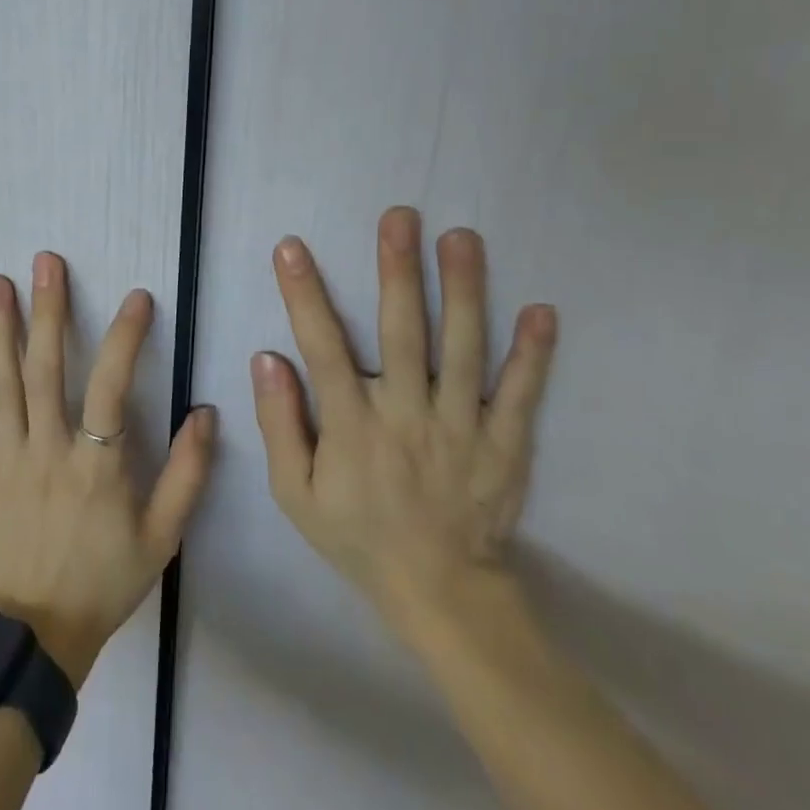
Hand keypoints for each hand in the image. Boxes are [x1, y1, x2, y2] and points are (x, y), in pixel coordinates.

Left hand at [0, 253, 216, 687]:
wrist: (39, 634)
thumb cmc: (106, 580)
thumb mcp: (162, 537)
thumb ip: (187, 475)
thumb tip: (205, 414)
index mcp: (97, 465)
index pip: (112, 386)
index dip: (126, 338)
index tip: (137, 297)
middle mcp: (49, 450)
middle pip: (46, 369)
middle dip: (48, 311)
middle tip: (45, 262)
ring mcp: (10, 459)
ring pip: (5, 385)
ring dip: (0, 331)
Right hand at [251, 207, 556, 636]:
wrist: (441, 593)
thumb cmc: (358, 535)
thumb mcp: (295, 494)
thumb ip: (279, 425)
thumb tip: (267, 358)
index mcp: (353, 427)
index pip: (323, 349)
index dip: (304, 295)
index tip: (292, 247)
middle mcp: (407, 416)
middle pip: (402, 334)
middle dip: (398, 271)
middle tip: (400, 217)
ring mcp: (462, 428)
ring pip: (464, 350)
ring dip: (464, 291)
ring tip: (462, 238)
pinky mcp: (505, 445)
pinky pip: (521, 395)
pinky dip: (534, 354)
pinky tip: (541, 309)